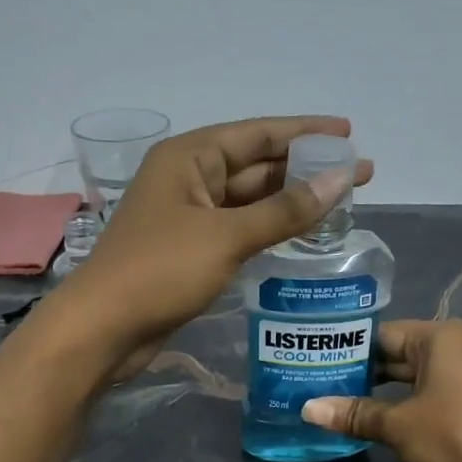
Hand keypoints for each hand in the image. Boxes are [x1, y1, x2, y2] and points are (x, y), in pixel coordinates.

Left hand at [56, 116, 372, 365]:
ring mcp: (186, 217)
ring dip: (289, 202)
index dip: (305, 132)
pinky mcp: (189, 251)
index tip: (348, 132)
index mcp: (189, 158)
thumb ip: (284, 211)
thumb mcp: (226, 236)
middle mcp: (187, 179)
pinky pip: (237, 230)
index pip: (258, 134)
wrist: (105, 328)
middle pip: (255, 166)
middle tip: (357, 174)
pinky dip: (267, 229)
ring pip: (247, 201)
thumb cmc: (161, 271)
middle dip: (304, 169)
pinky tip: (299, 234)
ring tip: (339, 203)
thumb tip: (339, 180)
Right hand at [301, 319, 461, 461]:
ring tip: (350, 405)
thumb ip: (355, 414)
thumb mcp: (398, 425)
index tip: (320, 367)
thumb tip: (308, 409)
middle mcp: (460, 344)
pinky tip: (389, 419)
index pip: (382, 335)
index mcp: (439, 337)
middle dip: (366, 373)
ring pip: (420, 375)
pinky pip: (439, 390)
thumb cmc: (455, 433)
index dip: (349, 351)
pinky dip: (413, 401)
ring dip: (389, 391)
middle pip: (401, 354)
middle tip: (327, 388)